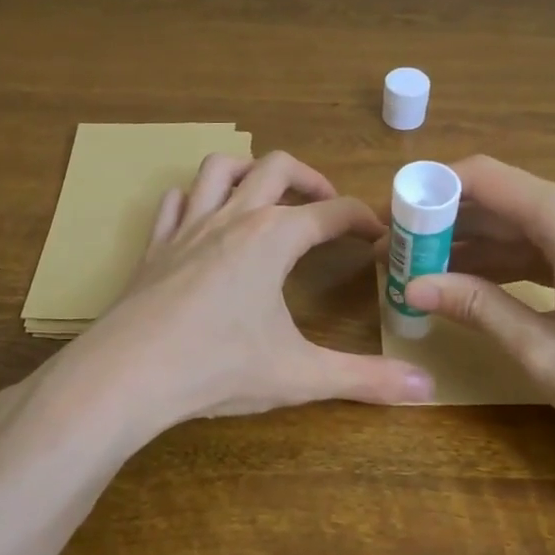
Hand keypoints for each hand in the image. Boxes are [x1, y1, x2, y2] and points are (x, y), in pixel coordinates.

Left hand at [57, 150, 432, 435]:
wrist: (126, 375)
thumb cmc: (218, 367)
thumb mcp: (300, 375)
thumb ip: (366, 379)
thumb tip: (428, 386)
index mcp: (274, 238)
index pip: (332, 212)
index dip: (362, 219)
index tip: (378, 234)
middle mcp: (234, 218)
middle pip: (278, 167)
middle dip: (311, 179)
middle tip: (328, 206)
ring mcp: (188, 227)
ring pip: (221, 169)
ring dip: (251, 171)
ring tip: (268, 195)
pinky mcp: (155, 246)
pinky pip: (176, 201)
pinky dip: (197, 198)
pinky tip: (204, 217)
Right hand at [402, 156, 554, 469]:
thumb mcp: (545, 351)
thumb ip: (478, 308)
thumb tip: (413, 287)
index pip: (482, 177)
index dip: (429, 191)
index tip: (389, 219)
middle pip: (500, 197)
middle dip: (445, 223)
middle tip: (397, 256)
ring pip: (521, 222)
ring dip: (473, 244)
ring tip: (421, 273)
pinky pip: (547, 244)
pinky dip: (507, 260)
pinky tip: (473, 284)